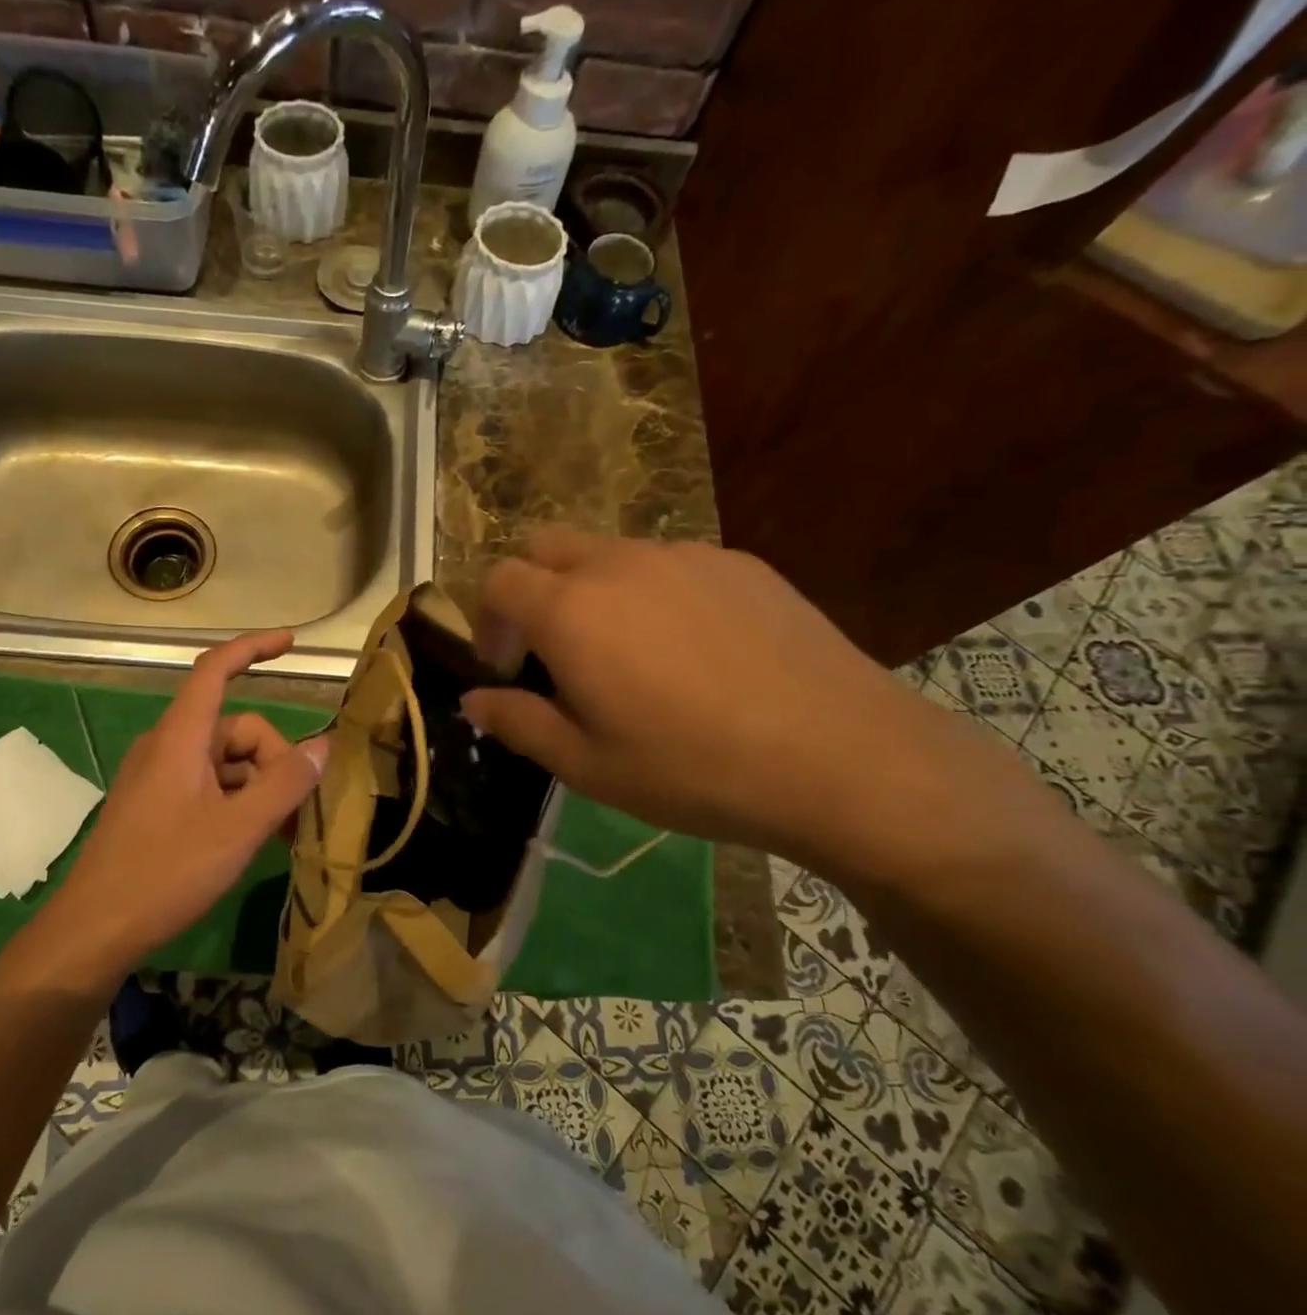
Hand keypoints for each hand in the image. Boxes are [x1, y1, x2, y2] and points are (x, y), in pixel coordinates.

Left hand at [42, 630, 328, 977]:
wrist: (94, 930)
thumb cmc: (166, 872)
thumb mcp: (239, 829)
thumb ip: (285, 785)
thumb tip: (324, 746)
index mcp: (180, 737)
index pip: (215, 669)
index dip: (253, 648)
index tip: (292, 644)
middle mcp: (168, 746)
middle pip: (236, 728)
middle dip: (274, 760)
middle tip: (296, 812)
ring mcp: (159, 777)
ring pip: (226, 762)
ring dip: (260, 787)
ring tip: (283, 833)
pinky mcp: (156, 805)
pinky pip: (209, 786)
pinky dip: (238, 801)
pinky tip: (254, 839)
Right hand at [460, 530, 1011, 882]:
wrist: (841, 756)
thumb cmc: (692, 769)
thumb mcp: (587, 765)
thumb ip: (518, 722)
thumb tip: (473, 699)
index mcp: (571, 610)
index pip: (498, 580)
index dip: (488, 621)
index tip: (507, 668)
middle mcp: (619, 564)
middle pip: (545, 545)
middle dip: (529, 589)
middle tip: (551, 651)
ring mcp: (685, 555)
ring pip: (609, 553)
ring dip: (591, 591)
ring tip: (628, 658)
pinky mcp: (740, 563)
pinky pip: (670, 564)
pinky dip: (652, 593)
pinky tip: (692, 652)